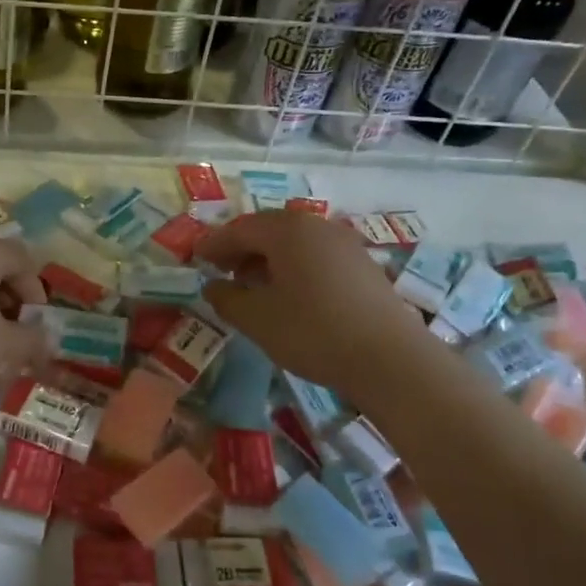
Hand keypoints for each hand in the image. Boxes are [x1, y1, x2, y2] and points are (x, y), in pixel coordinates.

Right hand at [196, 210, 422, 405]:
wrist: (391, 359)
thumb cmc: (313, 332)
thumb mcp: (258, 319)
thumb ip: (227, 299)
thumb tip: (213, 286)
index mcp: (286, 231)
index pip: (239, 229)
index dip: (214, 244)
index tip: (195, 258)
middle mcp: (316, 226)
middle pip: (268, 229)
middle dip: (241, 248)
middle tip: (221, 270)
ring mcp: (344, 243)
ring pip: (294, 242)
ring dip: (267, 258)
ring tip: (252, 285)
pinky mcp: (363, 265)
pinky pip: (316, 255)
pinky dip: (294, 267)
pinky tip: (289, 294)